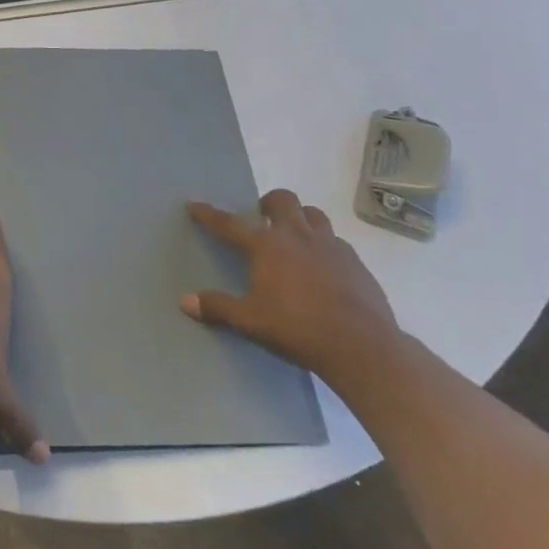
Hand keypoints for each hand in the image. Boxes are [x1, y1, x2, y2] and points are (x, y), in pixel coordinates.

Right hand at [182, 189, 401, 384]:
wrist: (363, 347)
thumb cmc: (298, 329)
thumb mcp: (251, 322)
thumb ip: (218, 308)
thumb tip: (185, 302)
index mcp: (267, 246)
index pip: (229, 224)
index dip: (209, 214)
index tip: (195, 205)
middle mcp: (297, 236)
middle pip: (282, 200)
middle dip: (269, 203)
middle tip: (262, 218)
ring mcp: (331, 246)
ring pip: (314, 214)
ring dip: (301, 218)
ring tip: (295, 237)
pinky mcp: (356, 262)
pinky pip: (337, 242)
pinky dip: (325, 246)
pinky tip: (324, 268)